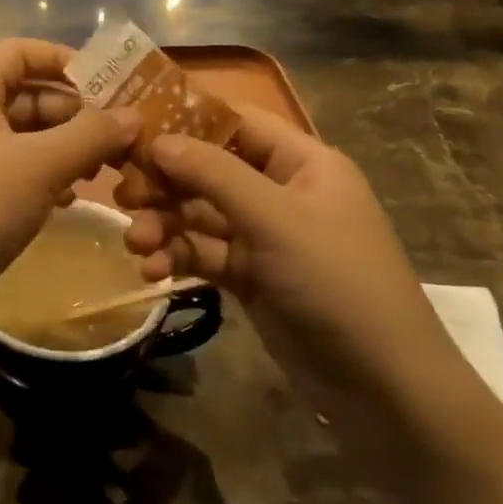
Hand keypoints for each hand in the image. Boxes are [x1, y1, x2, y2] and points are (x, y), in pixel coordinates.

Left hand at [0, 39, 139, 322]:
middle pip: (26, 97)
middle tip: (121, 134)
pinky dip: (46, 179)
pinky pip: (16, 176)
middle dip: (74, 111)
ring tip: (105, 168)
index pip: (16, 52)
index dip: (60, 57)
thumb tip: (134, 115)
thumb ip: (90, 135)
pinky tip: (70, 199)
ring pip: (25, 140)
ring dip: (65, 148)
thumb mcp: (39, 165)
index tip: (107, 81)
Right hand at [116, 106, 463, 404]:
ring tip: (136, 243)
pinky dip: (176, 257)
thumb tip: (157, 139)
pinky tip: (152, 271)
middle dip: (166, 182)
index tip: (133, 128)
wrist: (380, 383)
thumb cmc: (336, 281)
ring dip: (164, 225)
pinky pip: (203, 254)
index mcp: (302, 163)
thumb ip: (214, 175)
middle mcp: (280, 192)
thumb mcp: (275, 219)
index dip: (186, 119)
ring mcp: (264, 237)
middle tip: (122, 195)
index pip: (237, 122)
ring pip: (199, 215)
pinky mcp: (249, 277)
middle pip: (209, 170)